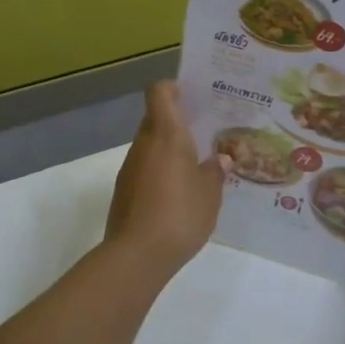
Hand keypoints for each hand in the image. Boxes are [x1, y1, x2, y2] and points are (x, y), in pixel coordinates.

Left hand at [105, 82, 230, 273]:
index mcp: (167, 135)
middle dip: (177, 122)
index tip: (191, 96)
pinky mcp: (124, 190)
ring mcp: (130, 167)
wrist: (137, 255)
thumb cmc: (180, 215)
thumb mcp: (210, 195)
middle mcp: (145, 144)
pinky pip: (145, 168)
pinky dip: (160, 171)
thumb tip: (220, 159)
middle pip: (155, 118)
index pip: (159, 92)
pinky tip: (178, 192)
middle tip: (204, 133)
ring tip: (196, 166)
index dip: (172, 88)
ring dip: (169, 149)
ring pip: (150, 145)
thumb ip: (215, 172)